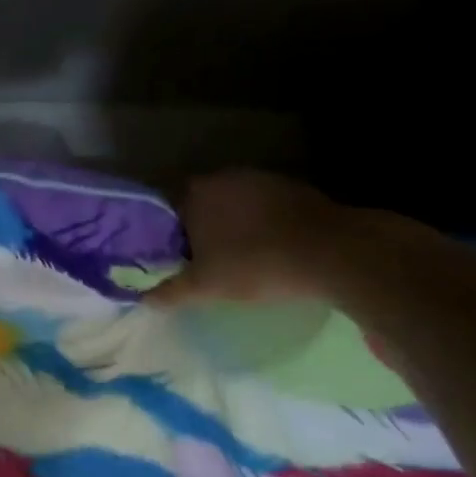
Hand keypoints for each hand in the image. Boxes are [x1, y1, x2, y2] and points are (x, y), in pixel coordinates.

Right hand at [150, 168, 347, 305]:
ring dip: (233, 224)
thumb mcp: (206, 287)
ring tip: (238, 256)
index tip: (173, 255)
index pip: (167, 208)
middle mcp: (222, 177)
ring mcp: (260, 179)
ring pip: (234, 203)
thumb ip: (171, 291)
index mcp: (194, 193)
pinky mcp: (293, 188)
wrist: (331, 253)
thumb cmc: (255, 265)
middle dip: (200, 227)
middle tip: (204, 259)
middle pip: (201, 203)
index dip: (167, 233)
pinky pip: (265, 206)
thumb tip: (144, 300)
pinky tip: (272, 248)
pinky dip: (262, 223)